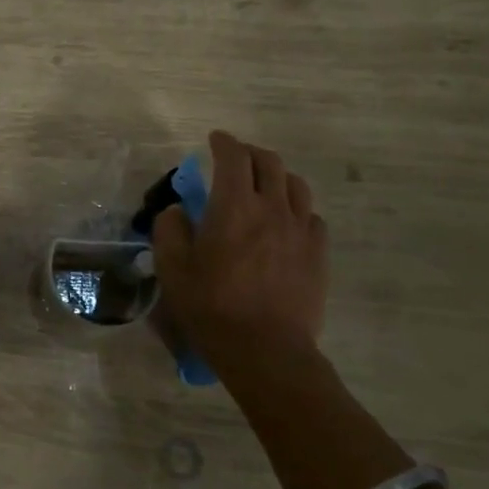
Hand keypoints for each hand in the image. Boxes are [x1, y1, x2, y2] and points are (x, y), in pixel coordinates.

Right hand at [153, 132, 328, 367]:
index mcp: (233, 206)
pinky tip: (285, 221)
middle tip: (236, 159)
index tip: (215, 139)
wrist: (266, 349)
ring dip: (277, 176)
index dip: (224, 142)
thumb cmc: (211, 306)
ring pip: (296, 185)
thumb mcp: (172, 267)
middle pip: (269, 163)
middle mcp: (271, 208)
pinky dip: (296, 208)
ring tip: (264, 185)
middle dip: (250, 153)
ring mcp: (300, 230)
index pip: (233, 157)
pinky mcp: (318, 254)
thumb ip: (170, 228)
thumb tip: (179, 210)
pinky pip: (311, 216)